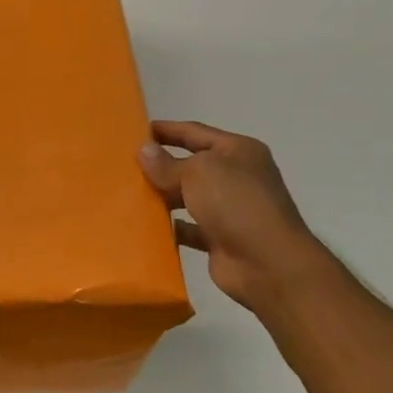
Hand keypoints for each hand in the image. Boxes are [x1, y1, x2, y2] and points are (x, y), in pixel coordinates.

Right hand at [138, 121, 334, 311]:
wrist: (268, 263)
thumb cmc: (236, 204)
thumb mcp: (198, 173)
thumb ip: (167, 164)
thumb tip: (144, 151)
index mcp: (238, 152)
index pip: (196, 132)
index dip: (167, 129)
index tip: (136, 130)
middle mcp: (236, 177)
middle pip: (191, 165)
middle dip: (161, 165)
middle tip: (125, 165)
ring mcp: (229, 209)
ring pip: (188, 197)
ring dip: (162, 196)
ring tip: (129, 194)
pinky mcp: (220, 238)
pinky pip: (188, 228)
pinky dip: (170, 227)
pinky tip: (145, 226)